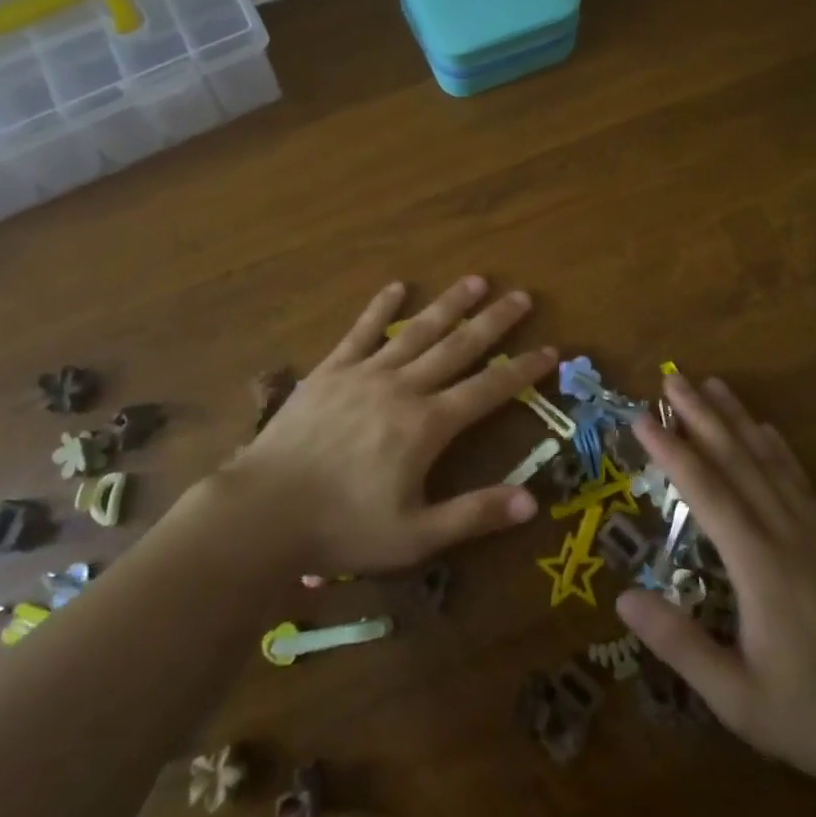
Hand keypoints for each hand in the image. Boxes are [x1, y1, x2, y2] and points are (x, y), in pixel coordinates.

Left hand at [224, 277, 556, 573]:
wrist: (265, 510)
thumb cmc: (343, 527)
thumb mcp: (415, 536)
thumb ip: (473, 515)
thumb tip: (532, 502)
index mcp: (428, 425)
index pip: (488, 389)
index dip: (522, 370)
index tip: (550, 349)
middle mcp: (403, 387)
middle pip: (458, 347)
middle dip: (493, 322)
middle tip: (521, 296)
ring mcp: (365, 373)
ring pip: (417, 331)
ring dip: (449, 304)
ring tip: (475, 280)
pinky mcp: (331, 370)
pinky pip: (362, 331)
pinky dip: (381, 308)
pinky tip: (397, 288)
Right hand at [617, 375, 815, 812]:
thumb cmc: (806, 714)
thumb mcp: (734, 696)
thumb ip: (679, 644)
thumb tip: (623, 595)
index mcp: (760, 567)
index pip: (707, 493)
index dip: (673, 451)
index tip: (642, 417)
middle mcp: (787, 535)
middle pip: (738, 462)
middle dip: (702, 416)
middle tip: (672, 378)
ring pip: (770, 462)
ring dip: (738, 420)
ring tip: (712, 384)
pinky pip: (800, 481)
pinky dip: (778, 449)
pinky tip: (765, 428)